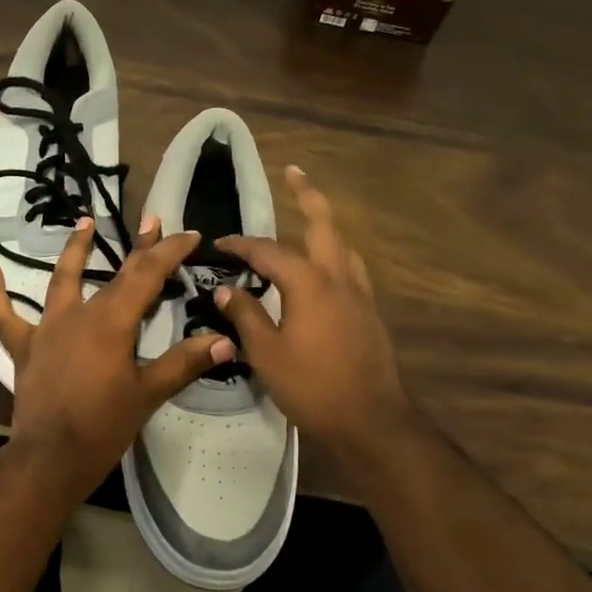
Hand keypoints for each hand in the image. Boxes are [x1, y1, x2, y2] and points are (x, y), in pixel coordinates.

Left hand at [0, 215, 233, 499]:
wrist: (50, 458)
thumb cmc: (103, 426)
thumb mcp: (148, 394)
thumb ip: (184, 363)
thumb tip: (225, 341)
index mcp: (112, 322)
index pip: (146, 275)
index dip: (170, 252)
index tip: (190, 235)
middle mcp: (79, 315)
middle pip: (113, 273)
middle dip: (139, 247)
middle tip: (152, 221)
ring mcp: (47, 328)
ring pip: (61, 281)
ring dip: (75, 250)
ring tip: (84, 222)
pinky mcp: (25, 347)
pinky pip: (6, 317)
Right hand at [215, 166, 414, 464]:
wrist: (372, 420)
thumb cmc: (313, 386)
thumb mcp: (266, 353)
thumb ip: (245, 316)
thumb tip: (224, 290)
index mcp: (309, 282)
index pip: (268, 251)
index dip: (240, 245)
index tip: (219, 244)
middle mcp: (338, 277)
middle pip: (323, 223)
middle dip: (307, 194)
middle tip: (294, 171)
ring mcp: (360, 294)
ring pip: (342, 245)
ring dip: (324, 225)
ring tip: (308, 219)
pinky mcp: (370, 313)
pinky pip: (350, 269)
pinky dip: (334, 256)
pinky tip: (324, 272)